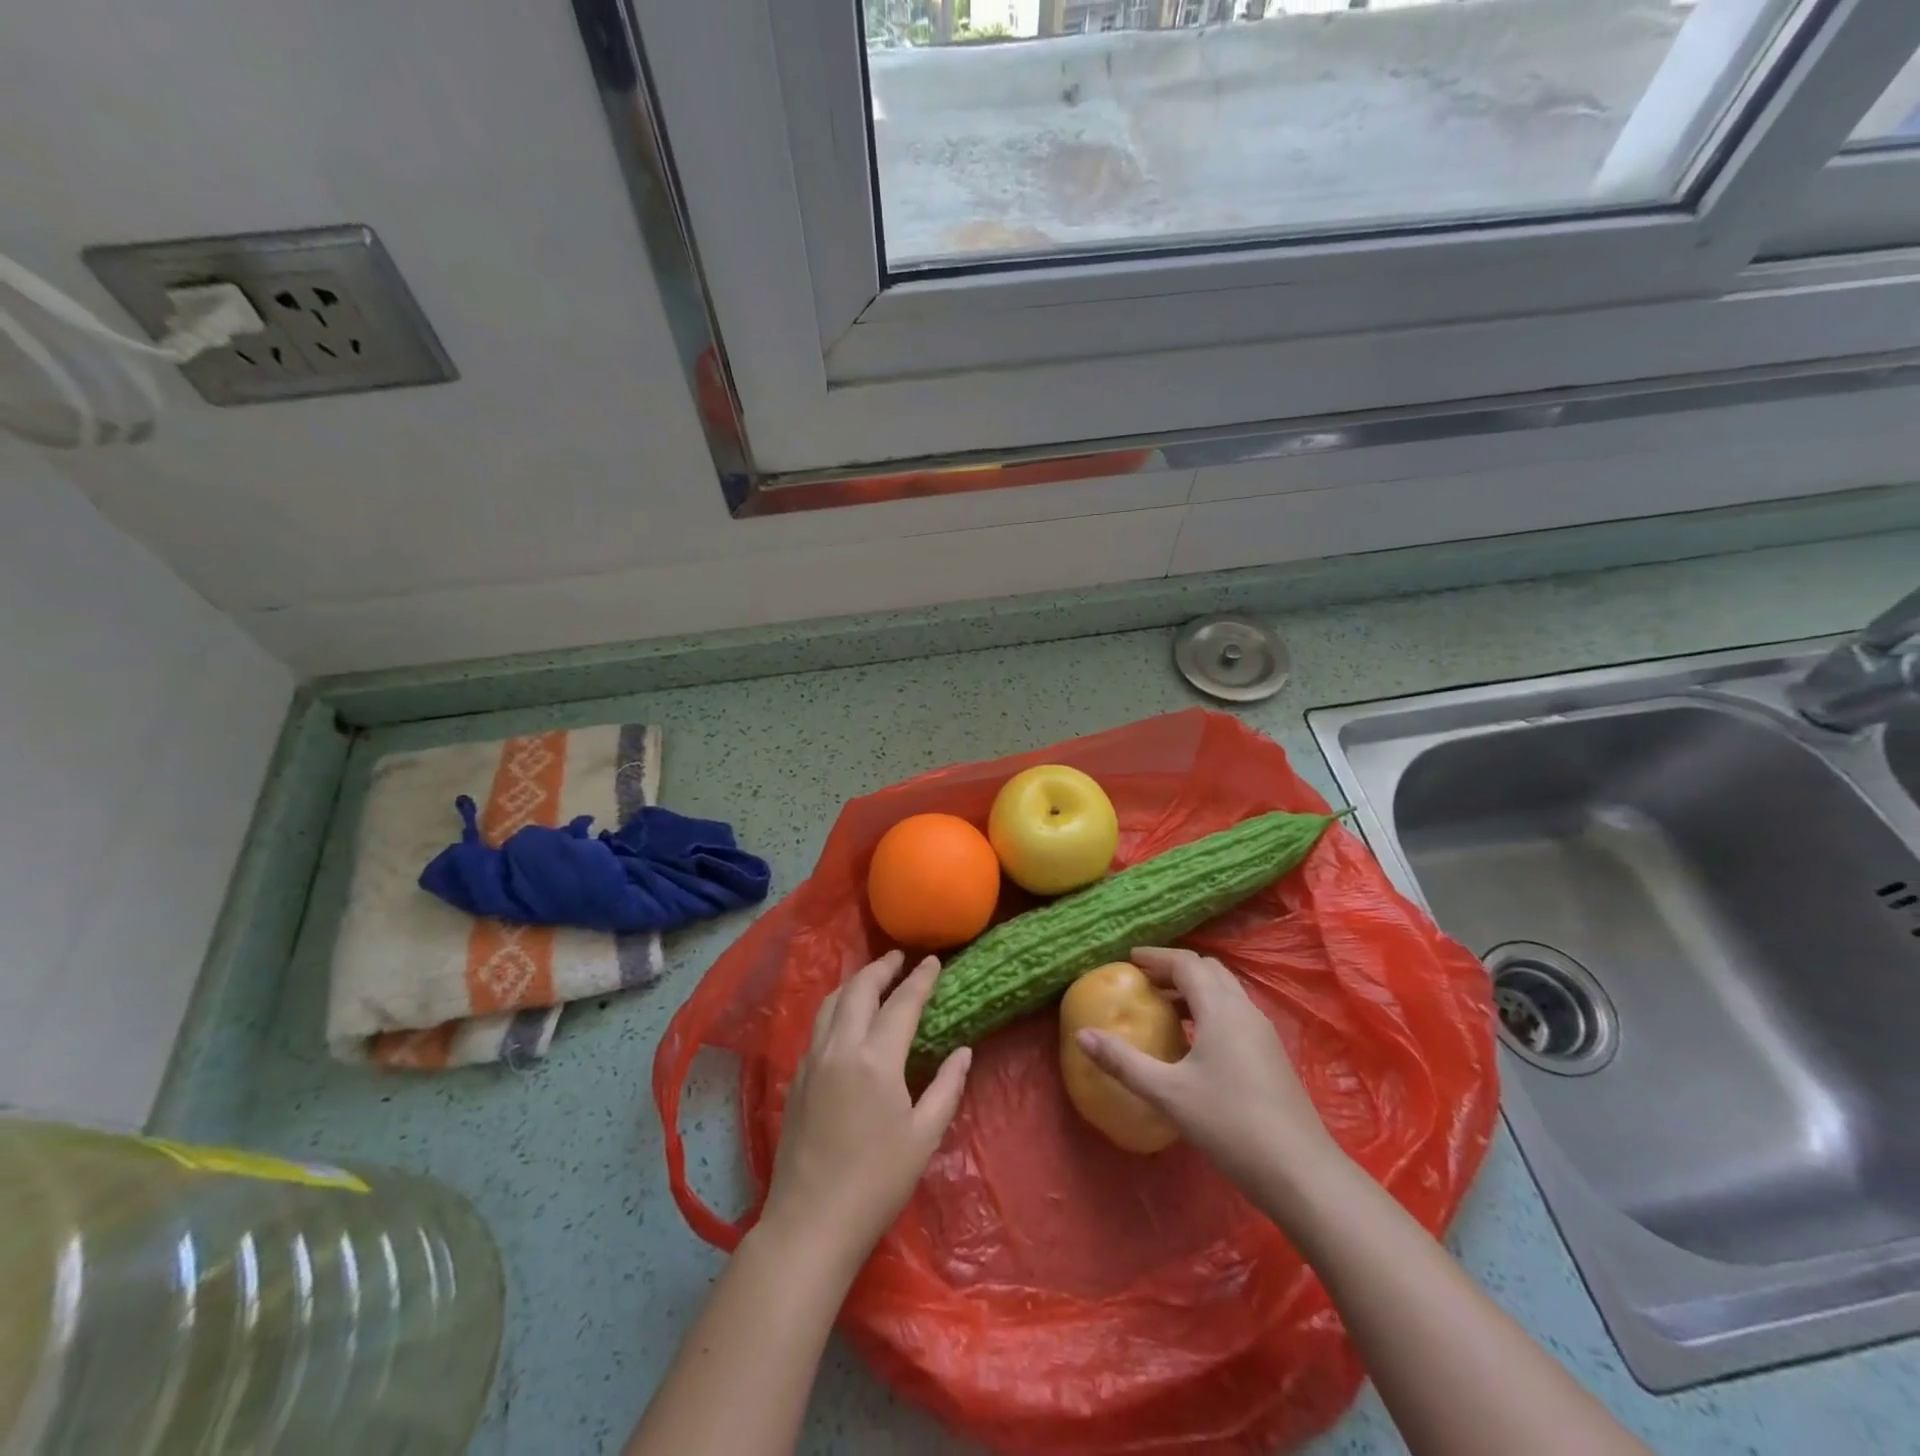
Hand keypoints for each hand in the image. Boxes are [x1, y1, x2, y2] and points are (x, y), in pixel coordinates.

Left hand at [757, 950, 971, 1276]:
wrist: (810, 1223)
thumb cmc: (877, 1183)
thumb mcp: (924, 1137)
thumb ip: (946, 1087)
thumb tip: (963, 1051)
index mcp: (875, 1059)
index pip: (902, 1003)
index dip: (920, 979)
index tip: (933, 961)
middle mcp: (840, 1047)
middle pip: (859, 989)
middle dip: (881, 968)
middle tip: (899, 958)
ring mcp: (812, 1061)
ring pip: (831, 1002)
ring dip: (854, 983)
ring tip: (872, 979)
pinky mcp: (796, 1078)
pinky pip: (818, 1026)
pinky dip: (836, 1008)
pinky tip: (846, 1019)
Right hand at [1075, 946, 1339, 1195]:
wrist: (1300, 1172)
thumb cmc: (1230, 1123)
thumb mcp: (1168, 1093)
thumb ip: (1123, 1062)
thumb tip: (1082, 1036)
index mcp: (1221, 1008)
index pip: (1187, 964)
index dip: (1157, 957)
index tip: (1129, 959)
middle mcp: (1244, 1010)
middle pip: (1209, 971)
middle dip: (1175, 969)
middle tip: (1144, 980)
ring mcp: (1263, 1033)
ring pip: (1225, 992)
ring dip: (1194, 990)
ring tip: (1163, 1007)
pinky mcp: (1271, 1055)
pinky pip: (1235, 1014)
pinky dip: (1209, 1010)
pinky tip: (1194, 1041)